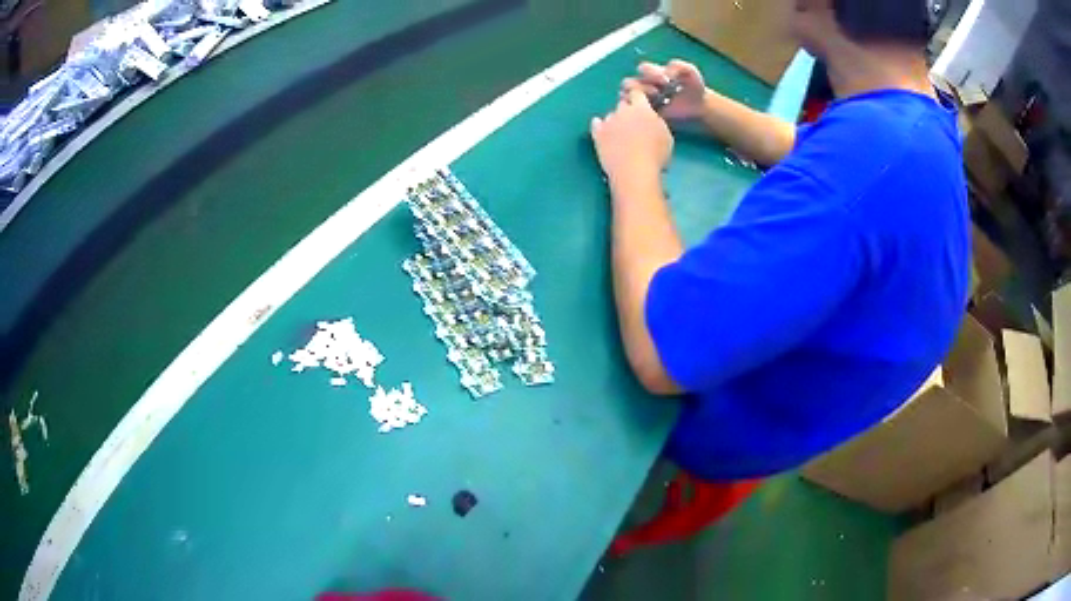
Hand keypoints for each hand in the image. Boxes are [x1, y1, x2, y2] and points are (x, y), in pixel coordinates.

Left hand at [591, 88, 673, 185]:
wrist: (634, 171)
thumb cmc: (656, 155)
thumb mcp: (666, 136)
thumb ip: (656, 122)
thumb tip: (651, 119)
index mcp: (642, 109)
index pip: (637, 93)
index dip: (638, 98)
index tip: (641, 105)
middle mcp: (623, 111)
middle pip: (623, 104)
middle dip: (627, 111)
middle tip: (634, 124)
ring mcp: (608, 122)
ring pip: (610, 115)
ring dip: (615, 121)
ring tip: (620, 135)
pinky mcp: (597, 134)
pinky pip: (596, 124)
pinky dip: (599, 126)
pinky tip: (603, 132)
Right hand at [621, 60, 707, 121]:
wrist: (700, 107)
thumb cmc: (694, 87)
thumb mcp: (691, 72)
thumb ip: (680, 65)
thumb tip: (666, 70)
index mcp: (653, 73)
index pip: (643, 69)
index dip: (651, 72)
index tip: (667, 80)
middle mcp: (643, 85)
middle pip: (628, 83)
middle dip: (641, 87)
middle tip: (658, 93)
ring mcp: (642, 100)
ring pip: (626, 97)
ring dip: (637, 99)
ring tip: (654, 103)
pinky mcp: (644, 114)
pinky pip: (631, 112)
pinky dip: (637, 110)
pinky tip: (653, 112)